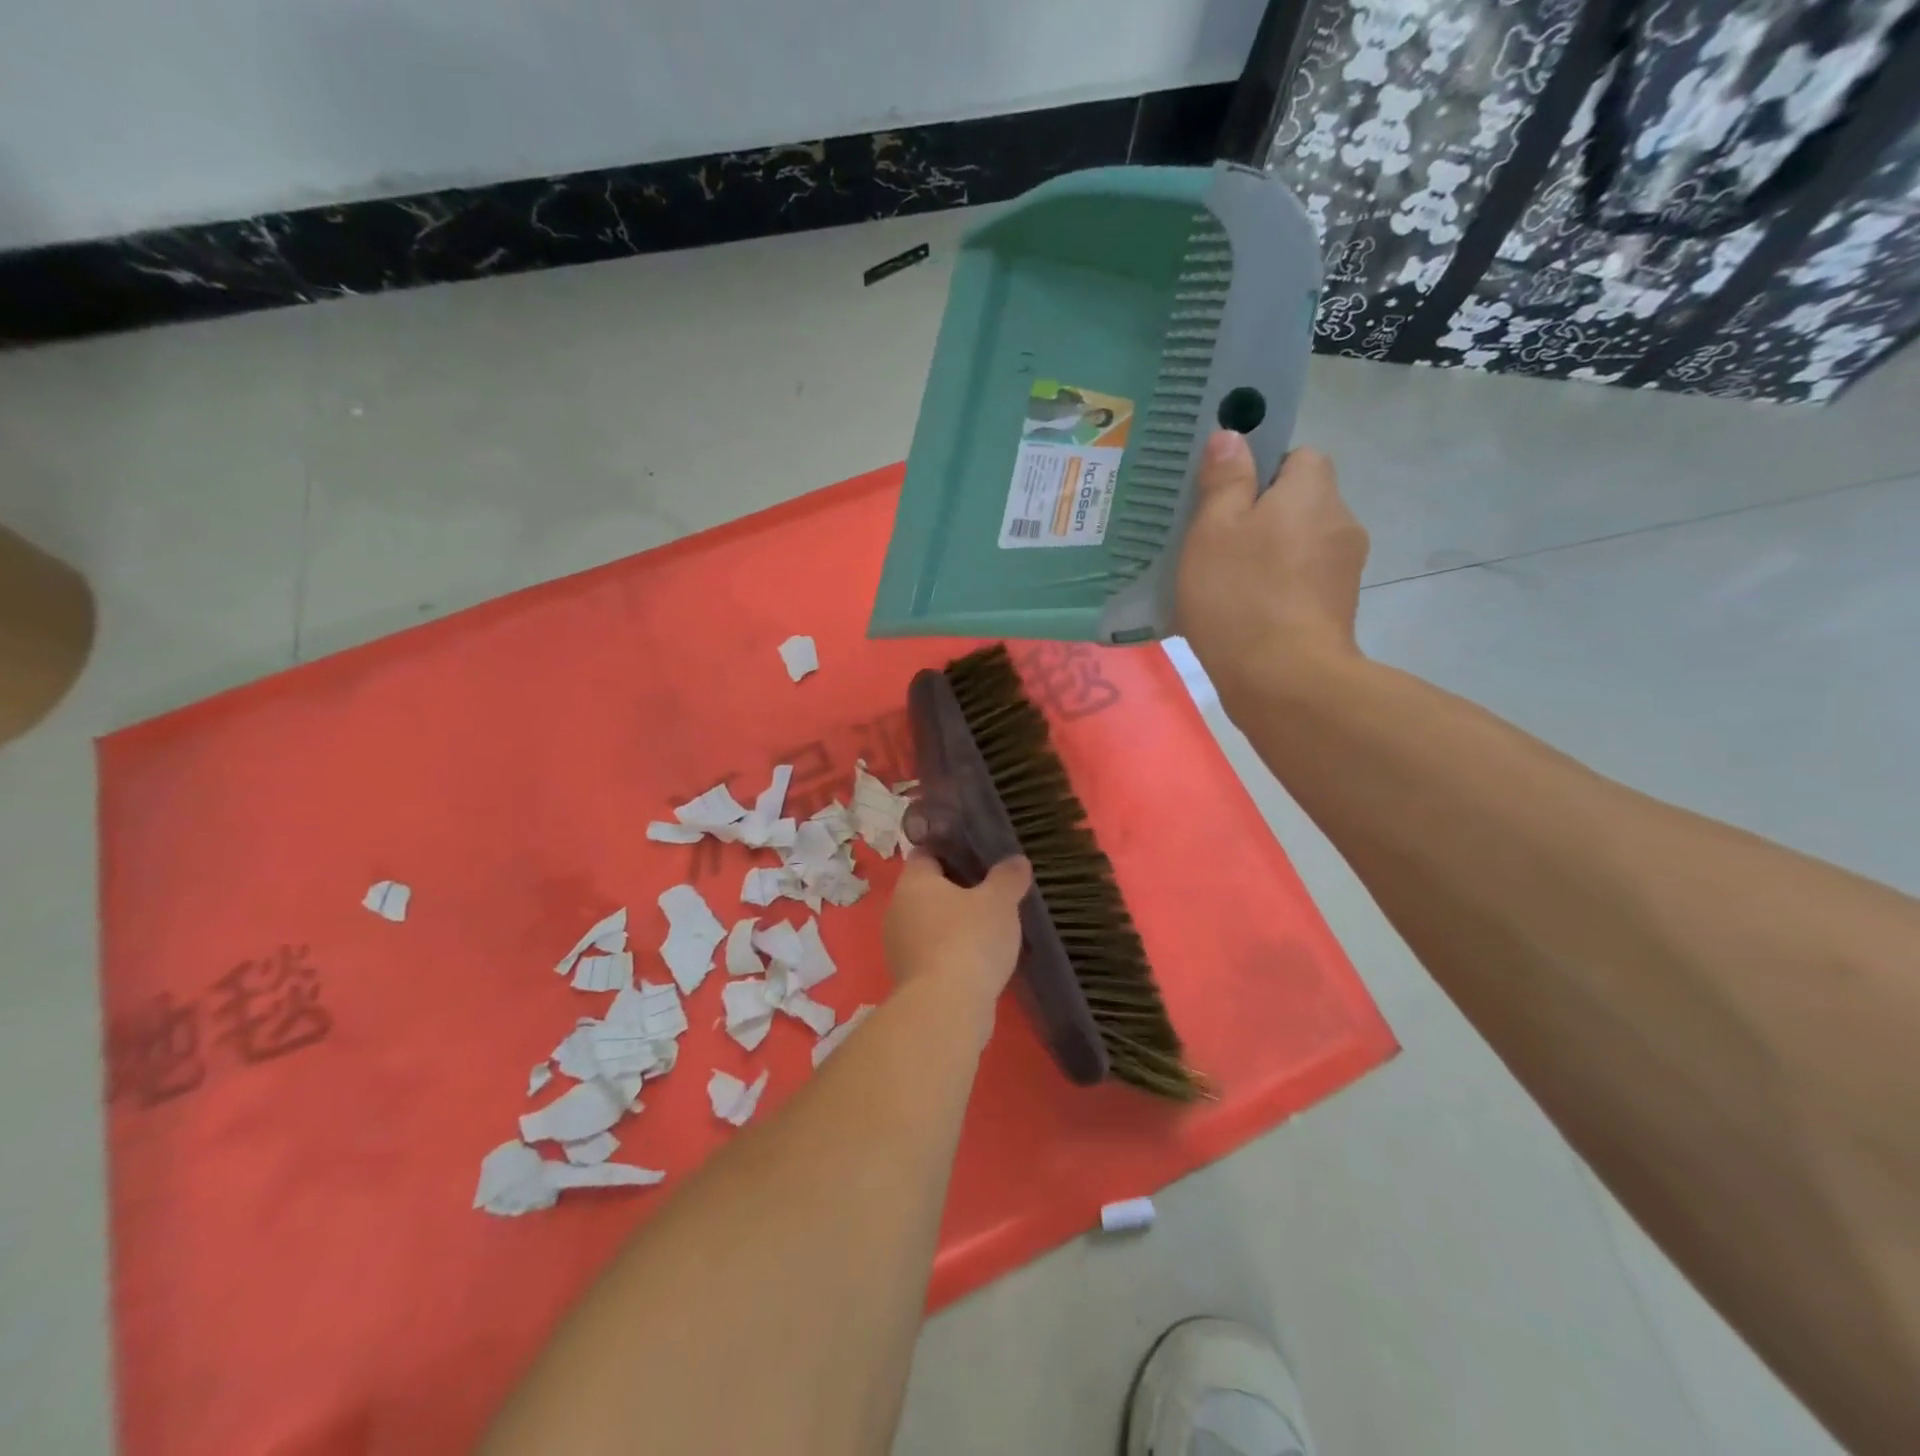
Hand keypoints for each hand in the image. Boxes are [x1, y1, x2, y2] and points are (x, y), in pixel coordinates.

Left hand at [883, 852, 1031, 1008]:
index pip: (926, 853)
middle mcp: (897, 909)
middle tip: (991, 891)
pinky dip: (952, 952)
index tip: (978, 854)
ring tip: (990, 926)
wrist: (945, 1008)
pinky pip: (932, 953)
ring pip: (929, 923)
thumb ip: (1008, 877)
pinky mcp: (908, 978)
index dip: (951, 850)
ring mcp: (899, 946)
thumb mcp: (999, 902)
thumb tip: (1016, 860)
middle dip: (956, 890)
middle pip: (927, 890)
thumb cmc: (969, 940)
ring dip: (954, 924)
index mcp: (913, 882)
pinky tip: (978, 959)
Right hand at [1176, 431, 1369, 699]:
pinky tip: (1243, 614)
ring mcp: (1344, 571)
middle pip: (1300, 503)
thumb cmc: (1241, 595)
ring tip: (1223, 584)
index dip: (1261, 471)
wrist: (1284, 680)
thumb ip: (1224, 480)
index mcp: (1313, 491)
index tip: (1225, 500)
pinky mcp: (1337, 611)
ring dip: (1269, 555)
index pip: (1299, 456)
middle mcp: (1340, 522)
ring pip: (1300, 545)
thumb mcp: (1214, 530)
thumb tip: (1232, 435)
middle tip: (1214, 543)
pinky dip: (1277, 589)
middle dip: (1262, 516)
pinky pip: (1301, 583)